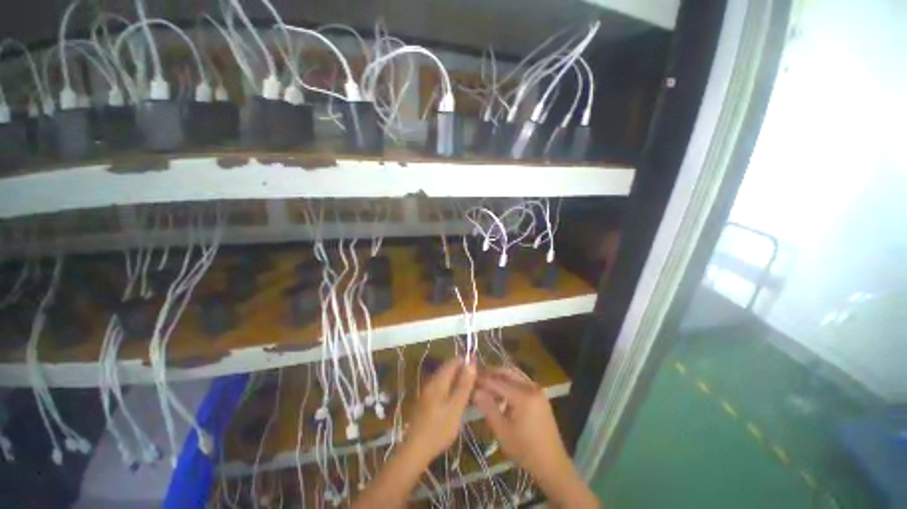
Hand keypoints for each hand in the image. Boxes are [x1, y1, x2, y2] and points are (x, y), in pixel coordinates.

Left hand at [407, 358, 476, 460]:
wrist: (415, 450)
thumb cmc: (438, 429)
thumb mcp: (456, 407)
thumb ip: (464, 384)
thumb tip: (471, 362)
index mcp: (439, 380)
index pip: (454, 361)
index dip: (467, 361)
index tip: (480, 369)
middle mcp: (432, 381)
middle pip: (450, 368)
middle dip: (464, 371)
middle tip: (479, 382)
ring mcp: (428, 391)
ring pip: (446, 379)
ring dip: (459, 381)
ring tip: (473, 391)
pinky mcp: (427, 401)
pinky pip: (443, 388)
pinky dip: (453, 389)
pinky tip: (459, 401)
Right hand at [473, 367, 597, 507]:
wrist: (552, 464)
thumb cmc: (525, 450)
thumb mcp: (502, 431)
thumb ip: (487, 407)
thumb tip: (474, 390)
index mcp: (523, 395)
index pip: (497, 381)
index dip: (481, 379)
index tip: (469, 379)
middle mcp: (531, 387)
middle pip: (506, 372)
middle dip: (490, 373)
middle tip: (476, 378)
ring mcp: (537, 390)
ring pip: (514, 375)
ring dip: (499, 377)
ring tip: (485, 385)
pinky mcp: (540, 395)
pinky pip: (521, 382)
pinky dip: (509, 383)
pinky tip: (500, 394)